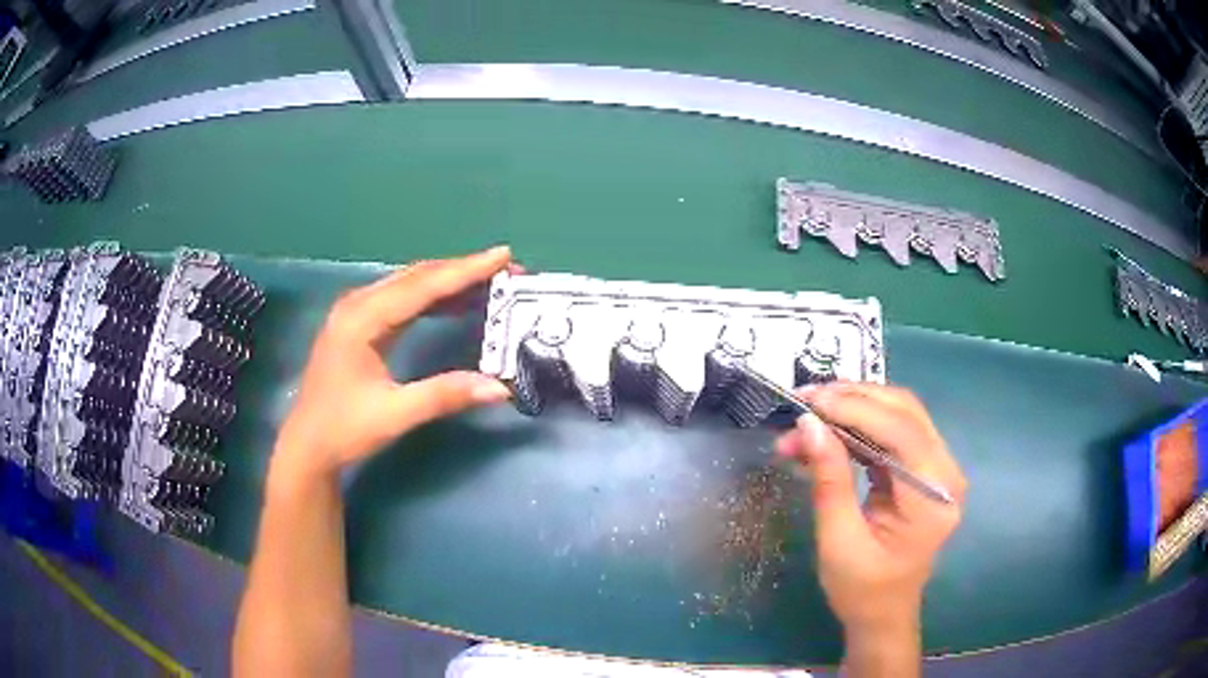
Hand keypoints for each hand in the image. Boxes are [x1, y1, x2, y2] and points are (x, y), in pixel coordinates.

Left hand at [271, 247, 514, 482]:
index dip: (466, 270)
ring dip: (449, 281)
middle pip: (417, 276)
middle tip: (505, 269)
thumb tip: (501, 387)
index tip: (504, 255)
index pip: (422, 286)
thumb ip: (445, 395)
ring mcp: (356, 311)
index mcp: (362, 319)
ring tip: (489, 282)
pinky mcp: (359, 324)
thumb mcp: (395, 415)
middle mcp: (358, 304)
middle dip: (462, 270)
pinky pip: (402, 299)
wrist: (307, 445)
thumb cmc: (344, 429)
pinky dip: (432, 298)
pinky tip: (455, 303)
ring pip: (410, 284)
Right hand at [774, 383, 965, 636]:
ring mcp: (938, 468)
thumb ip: (829, 480)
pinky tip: (829, 432)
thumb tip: (809, 424)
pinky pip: (893, 431)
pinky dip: (859, 425)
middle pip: (904, 412)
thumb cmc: (861, 590)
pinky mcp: (924, 469)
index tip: (809, 401)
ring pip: (899, 414)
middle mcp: (946, 473)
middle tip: (803, 402)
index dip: (856, 408)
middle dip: (852, 400)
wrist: (883, 613)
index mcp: (933, 497)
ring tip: (809, 416)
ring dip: (853, 408)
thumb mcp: (838, 541)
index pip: (901, 432)